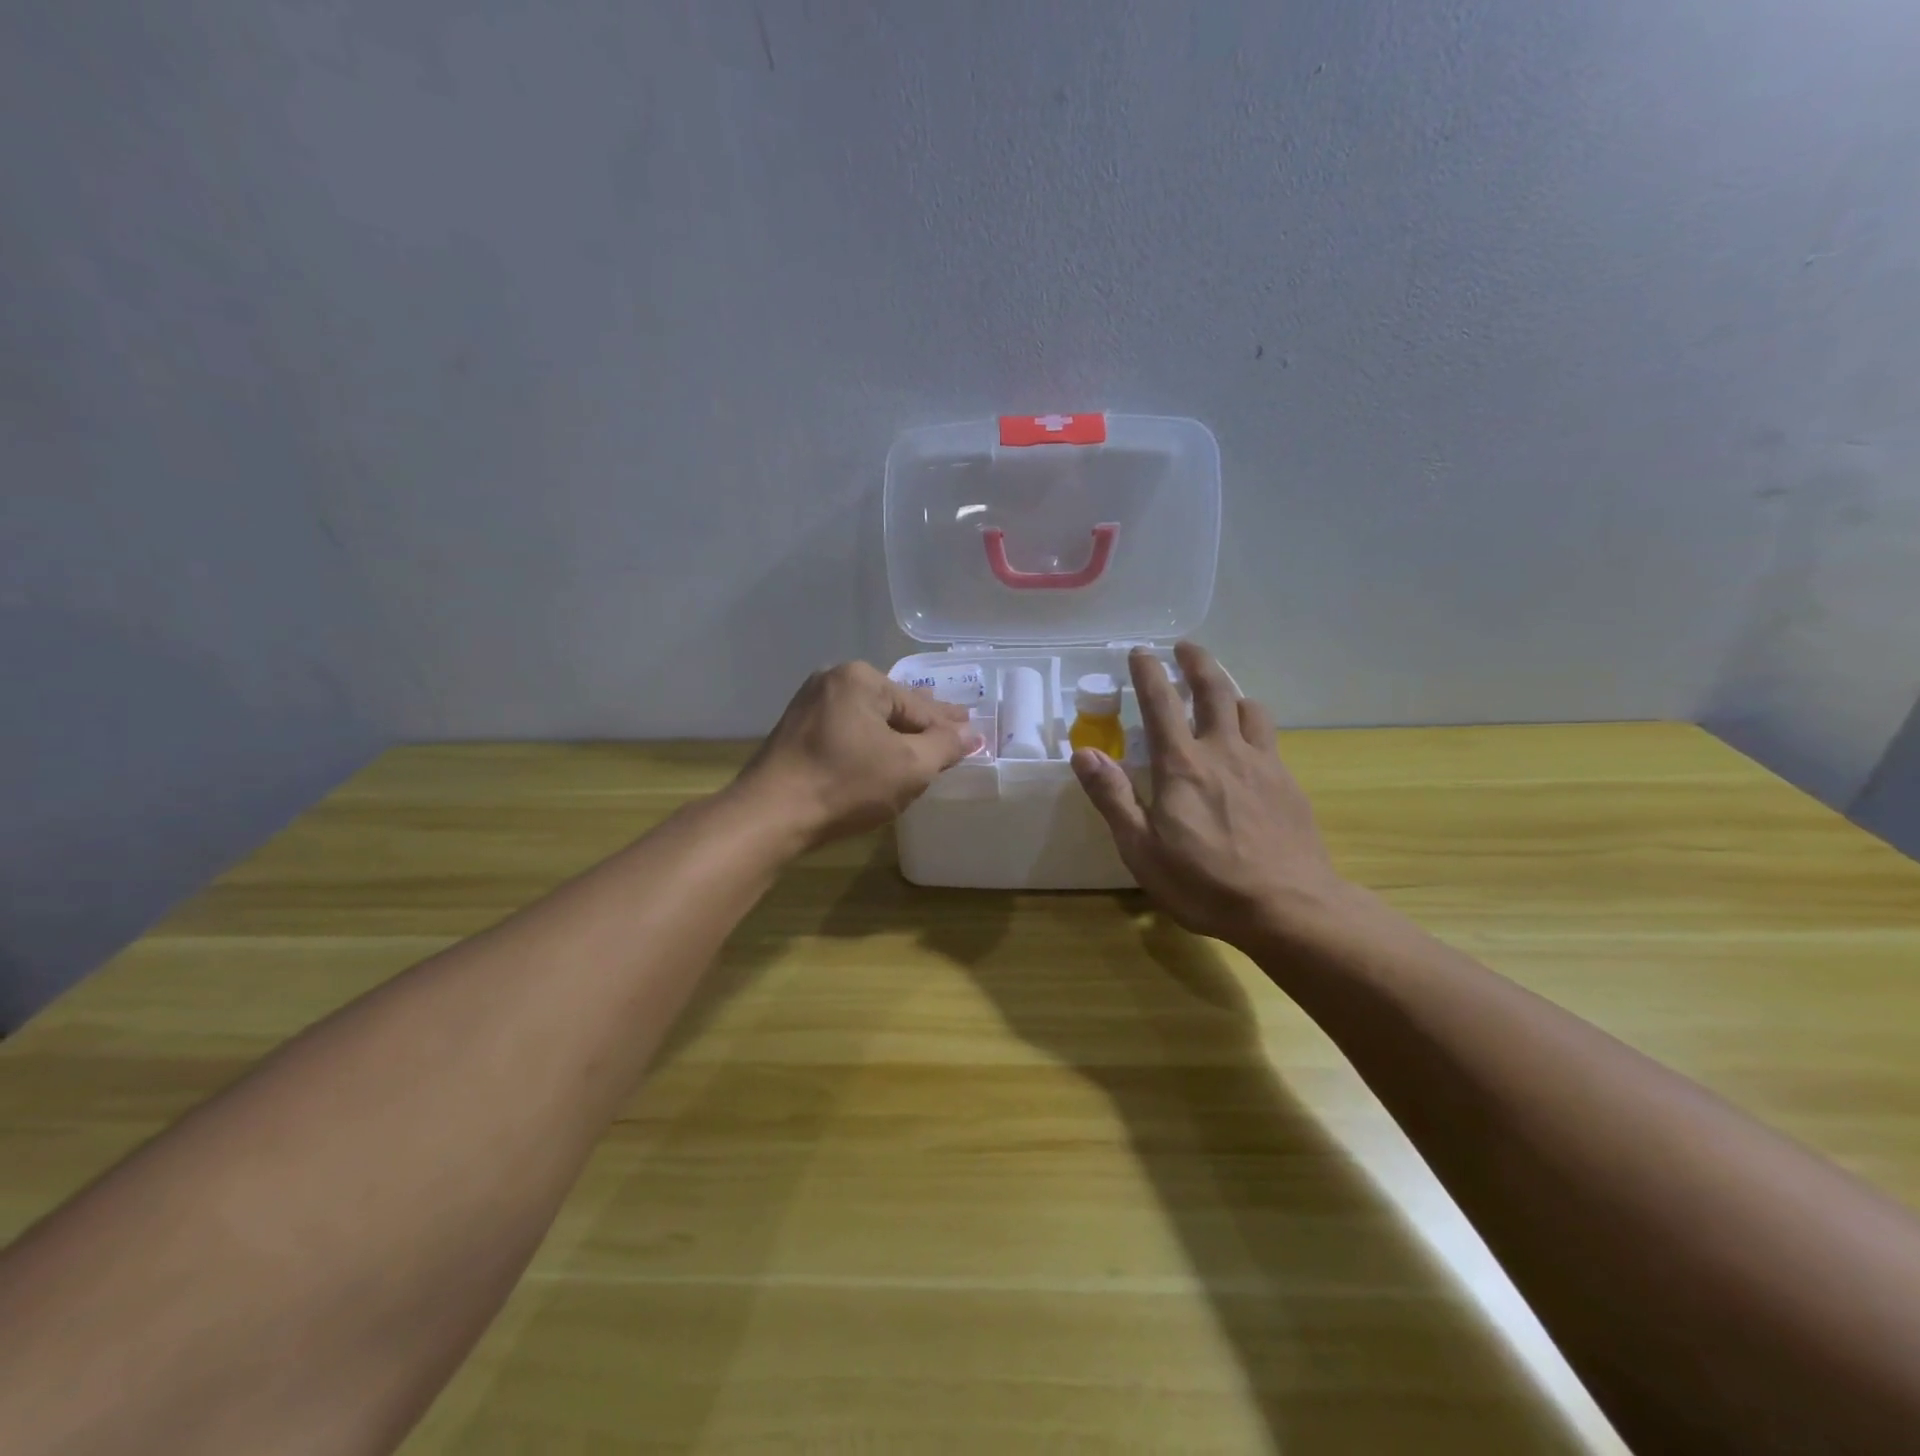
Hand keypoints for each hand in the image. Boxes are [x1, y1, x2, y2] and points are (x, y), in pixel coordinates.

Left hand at [736, 662, 980, 849]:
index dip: (948, 725)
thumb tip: (971, 733)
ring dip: (896, 736)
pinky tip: (883, 757)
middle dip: (923, 724)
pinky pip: (847, 732)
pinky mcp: (796, 732)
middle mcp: (832, 681)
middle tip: (956, 730)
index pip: (918, 706)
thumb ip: (944, 746)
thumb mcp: (910, 767)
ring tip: (924, 746)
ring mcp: (808, 705)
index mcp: (860, 678)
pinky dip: (869, 744)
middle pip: (892, 707)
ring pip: (868, 721)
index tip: (972, 730)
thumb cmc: (846, 784)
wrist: (770, 816)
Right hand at [1071, 642, 1351, 946]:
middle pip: (1213, 690)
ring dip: (1231, 690)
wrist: (1289, 907)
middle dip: (1197, 662)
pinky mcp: (1287, 783)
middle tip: (1185, 647)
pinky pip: (1269, 737)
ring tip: (1221, 691)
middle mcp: (1223, 751)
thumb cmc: (1204, 882)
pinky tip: (1250, 741)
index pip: (1160, 703)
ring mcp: (1262, 764)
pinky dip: (1254, 723)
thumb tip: (1083, 753)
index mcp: (1182, 765)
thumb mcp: (1141, 849)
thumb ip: (1113, 797)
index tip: (1140, 651)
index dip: (1148, 672)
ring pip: (1249, 707)